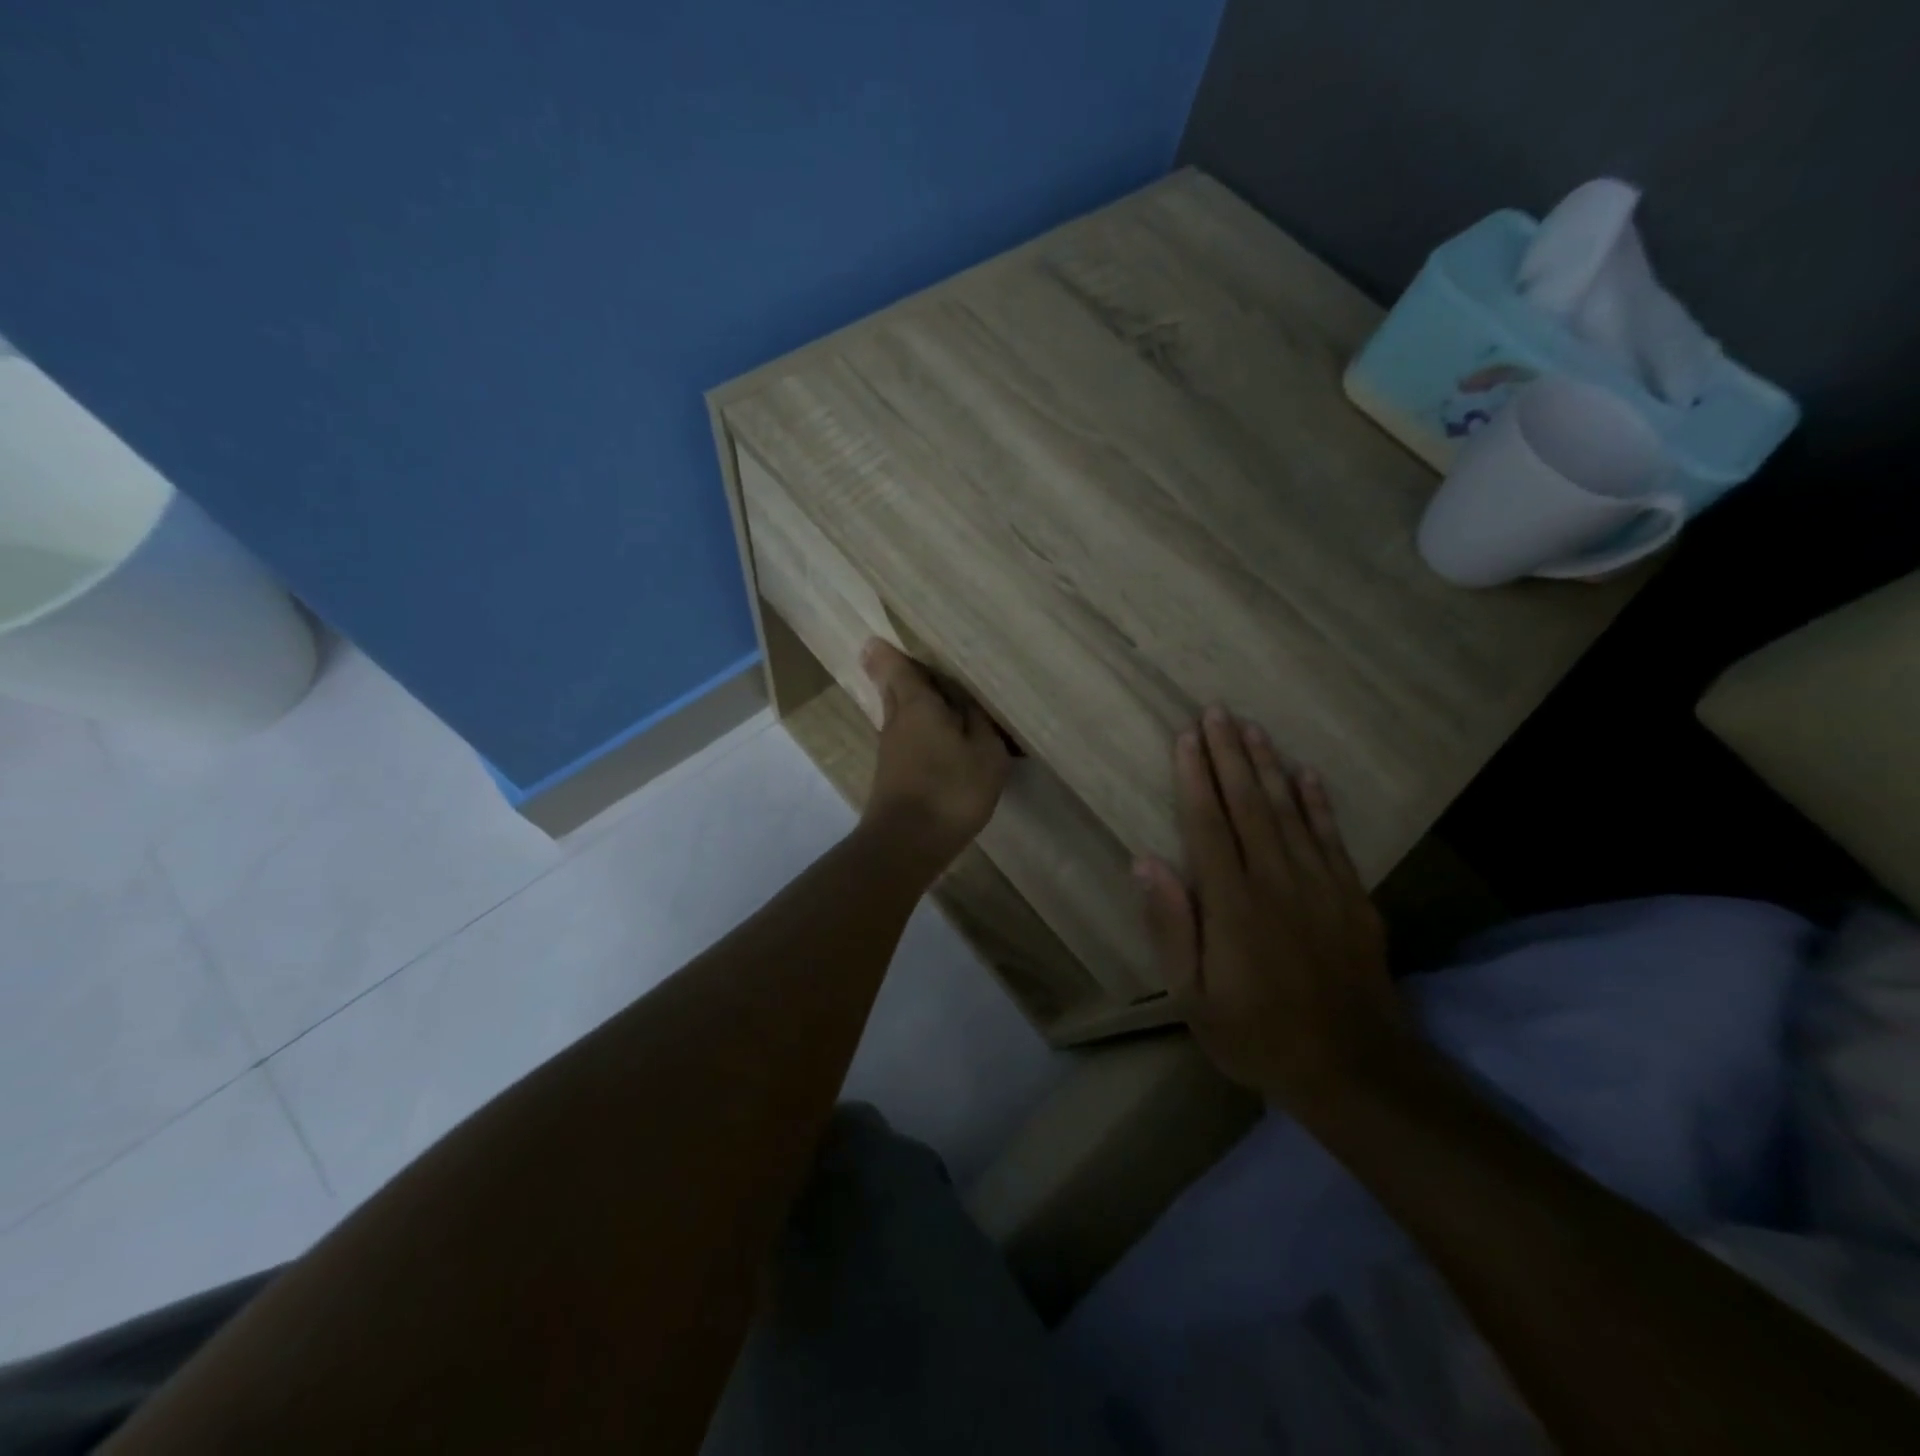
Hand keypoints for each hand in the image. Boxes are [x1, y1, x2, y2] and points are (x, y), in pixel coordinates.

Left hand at [858, 638, 1010, 873]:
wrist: (907, 843)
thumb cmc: (951, 790)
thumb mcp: (985, 754)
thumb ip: (980, 723)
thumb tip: (968, 702)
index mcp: (918, 706)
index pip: (897, 668)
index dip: (889, 652)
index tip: (878, 637)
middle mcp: (897, 721)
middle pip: (894, 689)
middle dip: (900, 674)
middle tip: (916, 661)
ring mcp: (890, 750)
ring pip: (899, 714)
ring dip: (913, 703)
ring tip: (939, 697)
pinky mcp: (892, 774)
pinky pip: (905, 737)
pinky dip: (918, 729)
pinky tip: (938, 738)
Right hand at [1136, 707, 1407, 1110]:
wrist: (1353, 1070)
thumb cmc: (1256, 1034)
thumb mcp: (1193, 996)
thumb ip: (1170, 926)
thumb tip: (1144, 862)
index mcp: (1232, 902)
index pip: (1208, 824)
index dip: (1195, 777)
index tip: (1186, 737)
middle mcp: (1276, 880)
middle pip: (1249, 804)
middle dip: (1230, 755)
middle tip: (1217, 711)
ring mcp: (1320, 885)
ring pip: (1290, 810)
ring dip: (1268, 766)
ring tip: (1252, 728)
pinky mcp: (1352, 897)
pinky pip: (1332, 837)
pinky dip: (1319, 802)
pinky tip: (1307, 774)